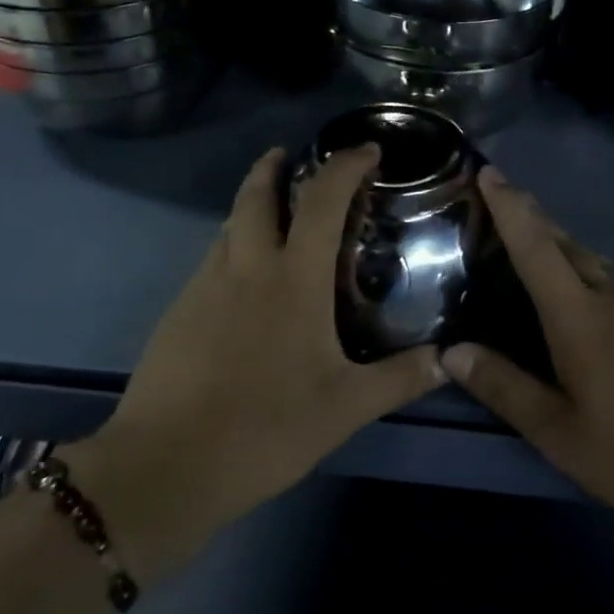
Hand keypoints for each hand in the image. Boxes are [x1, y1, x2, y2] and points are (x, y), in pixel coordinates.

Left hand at [67, 145, 444, 583]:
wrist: (167, 464)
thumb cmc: (266, 427)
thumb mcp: (345, 407)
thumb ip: (400, 379)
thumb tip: (447, 359)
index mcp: (293, 279)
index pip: (322, 201)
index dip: (345, 166)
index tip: (366, 150)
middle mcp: (246, 268)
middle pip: (255, 196)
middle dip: (272, 166)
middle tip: (290, 156)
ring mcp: (204, 287)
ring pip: (228, 226)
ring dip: (249, 206)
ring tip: (272, 213)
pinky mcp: (177, 312)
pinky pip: (211, 261)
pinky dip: (232, 247)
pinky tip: (244, 280)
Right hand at [441, 167, 613, 549]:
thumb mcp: (560, 434)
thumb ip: (505, 387)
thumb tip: (451, 351)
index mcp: (581, 316)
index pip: (536, 247)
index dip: (510, 207)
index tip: (489, 171)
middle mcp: (613, 297)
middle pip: (565, 242)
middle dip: (531, 214)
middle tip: (500, 195)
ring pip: (593, 258)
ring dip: (559, 239)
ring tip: (533, 235)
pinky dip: (586, 266)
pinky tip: (586, 285)